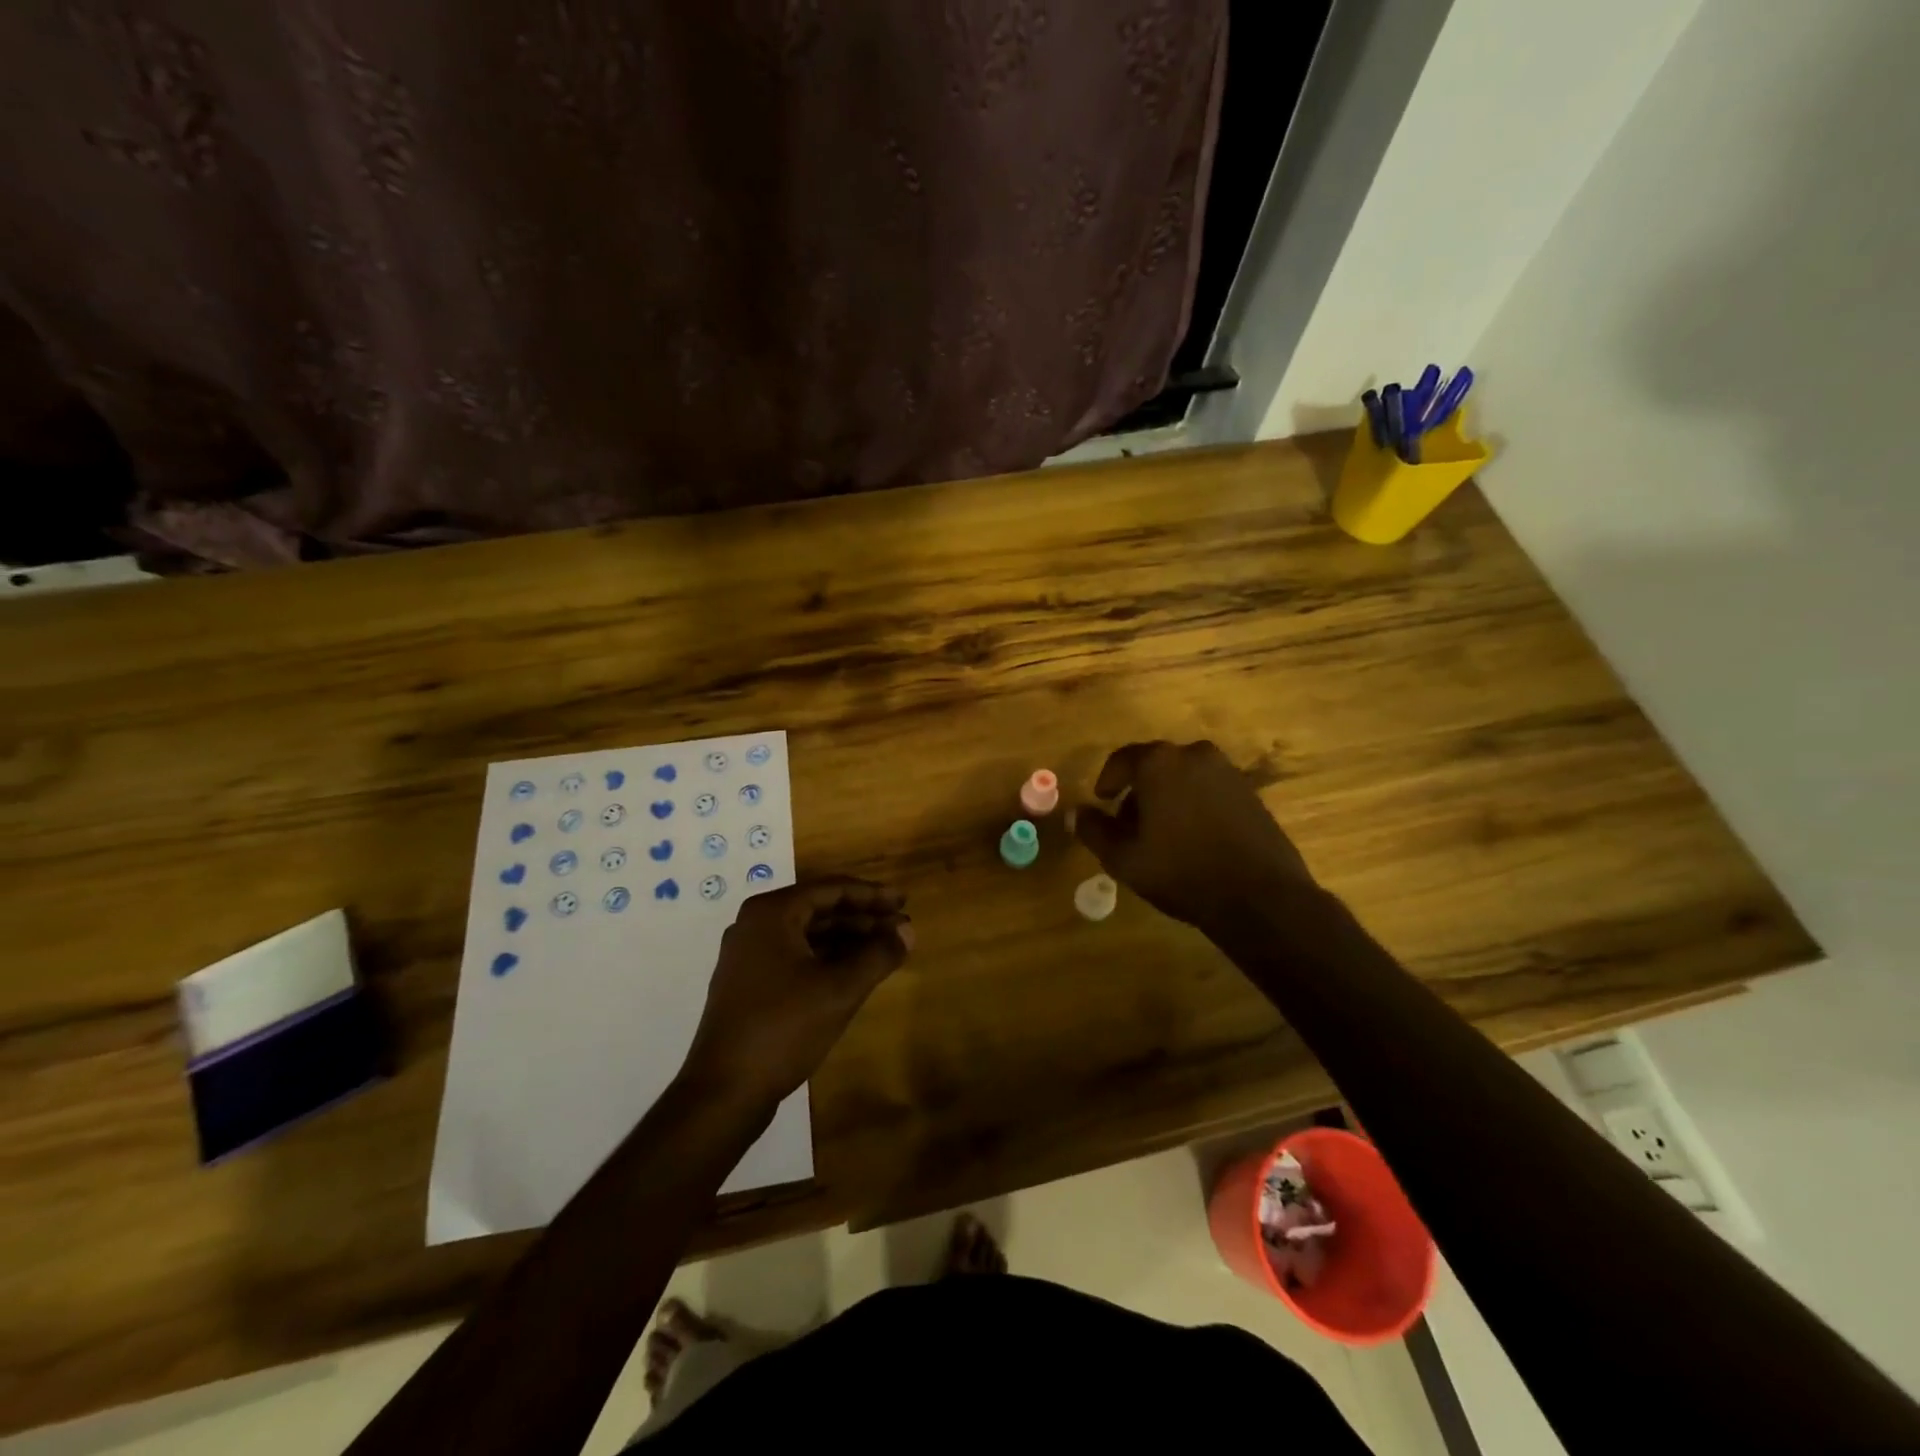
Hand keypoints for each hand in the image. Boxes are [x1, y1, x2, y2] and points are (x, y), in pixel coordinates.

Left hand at [681, 877, 911, 1108]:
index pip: (830, 889)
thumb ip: (878, 955)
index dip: (871, 895)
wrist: (723, 1091)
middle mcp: (755, 924)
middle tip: (900, 927)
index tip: (904, 902)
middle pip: (818, 909)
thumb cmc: (783, 1029)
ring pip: (807, 934)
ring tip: (884, 948)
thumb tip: (908, 930)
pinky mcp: (748, 983)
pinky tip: (853, 971)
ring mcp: (747, 955)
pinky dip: (826, 958)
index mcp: (772, 913)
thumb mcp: (840, 990)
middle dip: (862, 917)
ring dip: (846, 938)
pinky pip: (794, 955)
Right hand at [1075, 740, 1315, 933]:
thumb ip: (1094, 830)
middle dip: (1138, 791)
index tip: (1102, 802)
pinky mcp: (1250, 792)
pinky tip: (1192, 838)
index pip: (1122, 760)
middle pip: (1154, 766)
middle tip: (1129, 824)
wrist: (1259, 896)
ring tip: (1161, 834)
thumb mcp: (1124, 858)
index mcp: (1159, 763)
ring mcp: (1227, 772)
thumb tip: (1075, 813)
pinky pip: (1209, 789)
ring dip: (1167, 797)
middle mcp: (1194, 755)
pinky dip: (1194, 804)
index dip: (1107, 781)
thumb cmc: (1181, 871)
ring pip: (1183, 777)